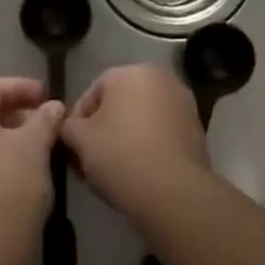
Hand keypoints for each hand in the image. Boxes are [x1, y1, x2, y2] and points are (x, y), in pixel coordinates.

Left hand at [0, 77, 63, 264]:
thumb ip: (45, 118)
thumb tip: (52, 107)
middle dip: (15, 112)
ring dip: (7, 136)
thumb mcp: (35, 145)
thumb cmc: (11, 185)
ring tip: (38, 145)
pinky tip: (21, 168)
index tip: (48, 96)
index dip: (22, 87)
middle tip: (45, 121)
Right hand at [60, 64, 209, 215]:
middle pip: (118, 104)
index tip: (72, 148)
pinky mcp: (196, 128)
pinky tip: (138, 172)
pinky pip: (161, 133)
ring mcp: (182, 102)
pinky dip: (147, 146)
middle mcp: (160, 78)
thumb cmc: (120, 156)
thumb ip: (68, 126)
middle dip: (102, 129)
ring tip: (112, 169)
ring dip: (125, 137)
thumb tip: (70, 127)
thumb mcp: (79, 140)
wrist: (174, 192)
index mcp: (130, 72)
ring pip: (141, 118)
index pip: (91, 93)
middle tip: (89, 159)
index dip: (77, 122)